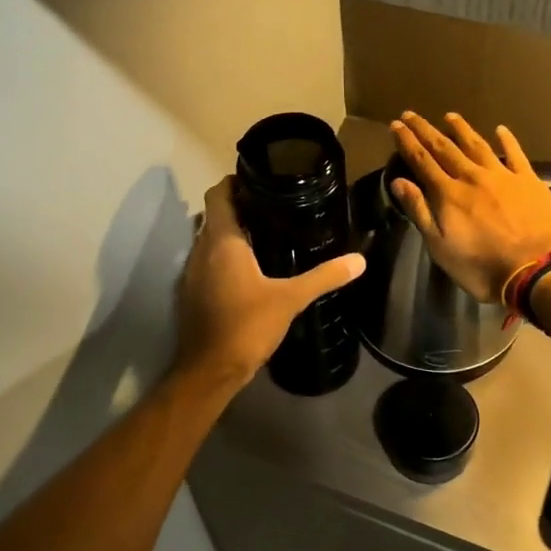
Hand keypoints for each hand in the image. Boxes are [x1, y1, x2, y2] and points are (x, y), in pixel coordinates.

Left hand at [174, 177, 365, 387]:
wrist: (209, 371)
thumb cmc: (246, 326)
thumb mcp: (290, 299)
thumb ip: (324, 277)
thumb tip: (359, 260)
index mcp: (222, 241)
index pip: (219, 194)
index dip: (235, 181)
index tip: (261, 180)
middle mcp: (201, 250)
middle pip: (215, 215)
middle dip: (239, 206)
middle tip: (274, 206)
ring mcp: (192, 272)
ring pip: (209, 239)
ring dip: (231, 232)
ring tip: (266, 233)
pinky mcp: (192, 292)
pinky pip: (207, 261)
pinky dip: (224, 256)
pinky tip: (250, 269)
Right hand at [388, 112, 550, 302]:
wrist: (537, 268)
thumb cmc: (482, 266)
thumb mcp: (441, 247)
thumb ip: (420, 211)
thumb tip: (399, 181)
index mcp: (448, 194)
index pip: (422, 161)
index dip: (408, 142)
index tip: (397, 125)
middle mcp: (472, 176)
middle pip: (445, 148)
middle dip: (426, 130)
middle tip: (412, 114)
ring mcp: (502, 175)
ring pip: (477, 145)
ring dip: (461, 129)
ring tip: (450, 116)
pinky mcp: (528, 180)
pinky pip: (515, 153)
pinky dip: (507, 140)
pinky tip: (500, 129)